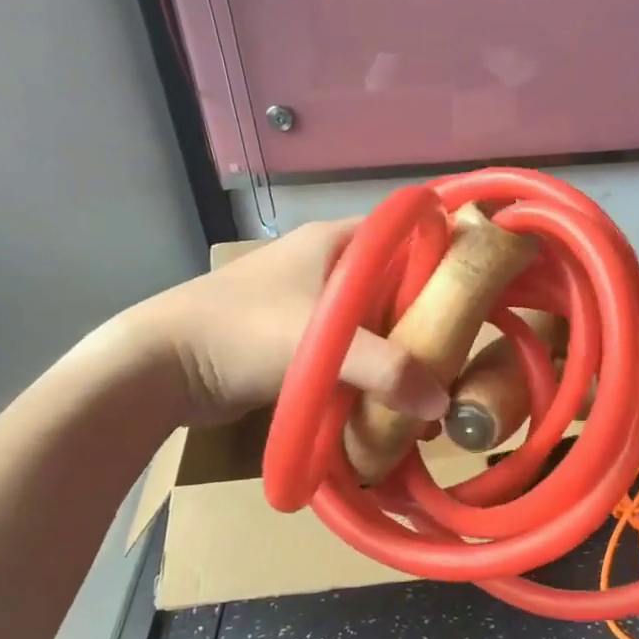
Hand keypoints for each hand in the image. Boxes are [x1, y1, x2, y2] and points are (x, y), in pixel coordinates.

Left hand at [123, 221, 449, 429]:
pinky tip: (391, 400)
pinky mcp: (296, 339)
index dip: (445, 258)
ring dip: (398, 351)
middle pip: (395, 284)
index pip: (409, 235)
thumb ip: (386, 369)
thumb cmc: (241, 332)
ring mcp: (310, 303)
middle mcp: (328, 265)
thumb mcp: (320, 345)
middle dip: (426, 319)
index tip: (478, 296)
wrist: (160, 366)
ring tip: (433, 385)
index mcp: (336, 242)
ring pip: (373, 321)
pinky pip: (349, 350)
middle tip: (460, 354)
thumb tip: (441, 404)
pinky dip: (370, 370)